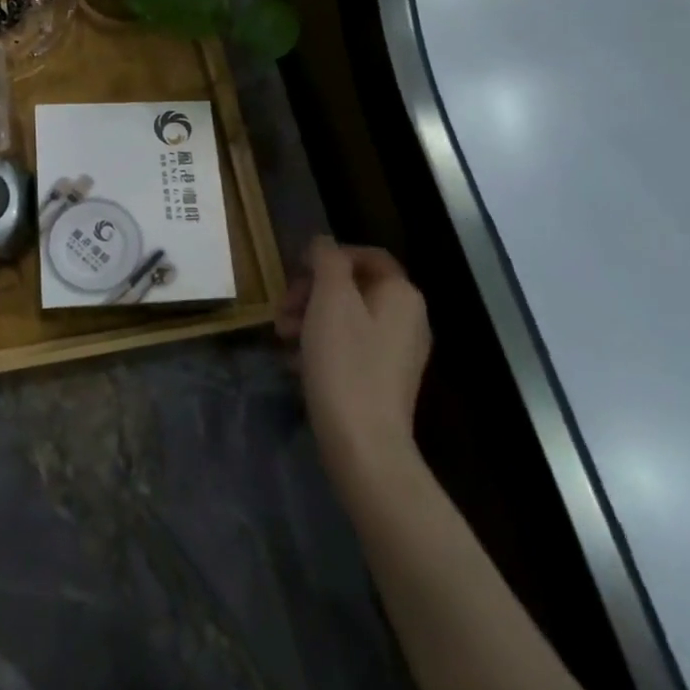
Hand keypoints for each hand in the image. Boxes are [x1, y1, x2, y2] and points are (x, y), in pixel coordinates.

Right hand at [277, 237, 431, 501]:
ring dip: (310, 319)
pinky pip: (349, 348)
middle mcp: (408, 319)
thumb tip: (323, 244)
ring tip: (282, 338)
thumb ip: (326, 260)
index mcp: (401, 294)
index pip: (367, 255)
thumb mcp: (329, 299)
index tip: (295, 272)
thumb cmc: (345, 363)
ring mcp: (398, 353)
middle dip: (312, 291)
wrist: (364, 445)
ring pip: (347, 318)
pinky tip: (296, 363)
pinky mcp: (383, 381)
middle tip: (281, 310)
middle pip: (353, 287)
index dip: (329, 256)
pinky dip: (321, 346)